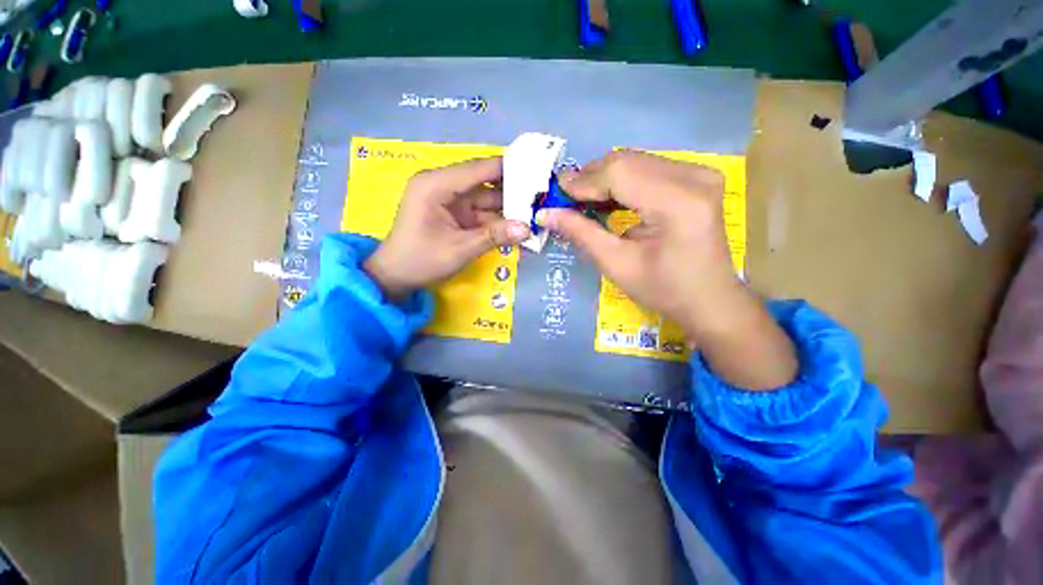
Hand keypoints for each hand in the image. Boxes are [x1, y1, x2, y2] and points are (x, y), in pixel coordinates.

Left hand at [364, 157, 530, 300]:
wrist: (395, 278)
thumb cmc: (420, 261)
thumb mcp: (459, 249)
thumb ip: (494, 236)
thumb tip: (527, 229)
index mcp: (436, 184)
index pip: (480, 168)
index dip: (510, 169)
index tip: (539, 172)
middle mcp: (443, 185)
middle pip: (485, 182)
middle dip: (513, 190)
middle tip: (542, 196)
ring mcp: (449, 199)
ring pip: (486, 198)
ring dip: (508, 206)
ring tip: (536, 210)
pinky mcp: (454, 213)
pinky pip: (481, 211)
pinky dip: (498, 219)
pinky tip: (518, 224)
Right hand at [536, 150, 796, 389]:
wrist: (710, 299)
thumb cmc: (663, 290)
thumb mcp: (616, 265)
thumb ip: (581, 233)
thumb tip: (546, 214)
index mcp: (678, 203)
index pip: (619, 173)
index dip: (583, 181)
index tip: (557, 194)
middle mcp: (694, 177)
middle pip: (628, 161)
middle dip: (591, 178)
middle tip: (566, 197)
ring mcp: (700, 173)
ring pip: (637, 161)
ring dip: (605, 178)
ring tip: (583, 199)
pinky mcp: (699, 177)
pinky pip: (650, 168)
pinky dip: (624, 180)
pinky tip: (609, 197)